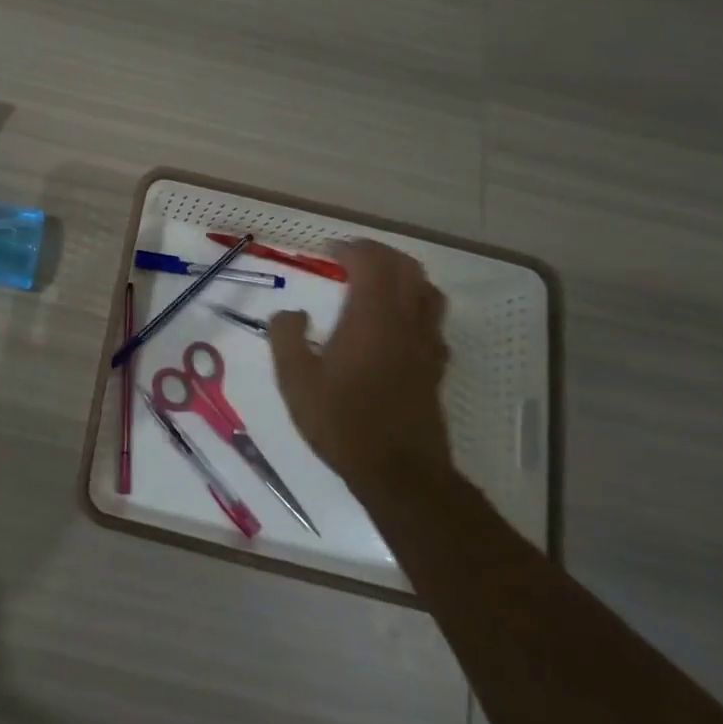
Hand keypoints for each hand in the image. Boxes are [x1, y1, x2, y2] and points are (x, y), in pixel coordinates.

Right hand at [267, 239, 451, 487]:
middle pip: (406, 268)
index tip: (328, 250)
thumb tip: (292, 314)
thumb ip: (286, 337)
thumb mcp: (295, 380)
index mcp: (371, 317)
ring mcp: (426, 345)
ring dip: (404, 276)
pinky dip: (416, 307)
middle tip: (352, 257)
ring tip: (378, 283)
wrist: (400, 474)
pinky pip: (433, 321)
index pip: (371, 263)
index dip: (351, 249)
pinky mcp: (435, 367)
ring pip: (428, 291)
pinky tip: (397, 325)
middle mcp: (405, 322)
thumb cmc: (342, 422)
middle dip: (379, 254)